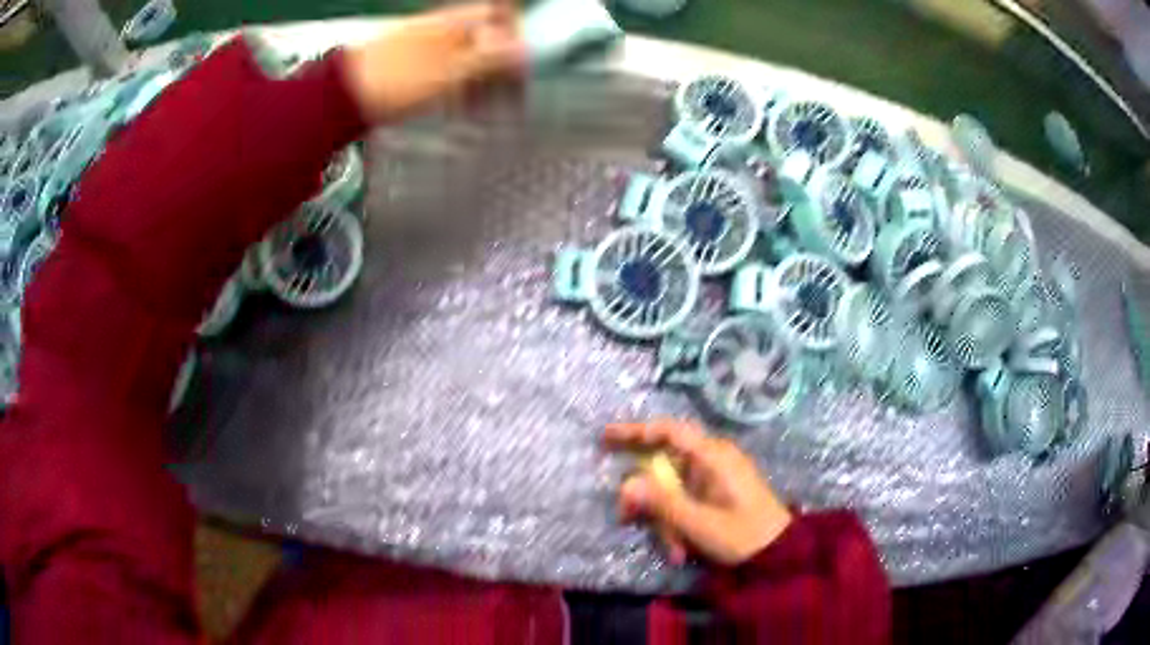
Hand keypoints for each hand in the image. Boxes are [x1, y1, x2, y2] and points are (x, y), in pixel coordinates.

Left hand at [342, 1, 524, 122]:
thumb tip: (524, 50)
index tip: (525, 62)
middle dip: (503, 67)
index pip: (501, 12)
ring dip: (483, 82)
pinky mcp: (413, 62)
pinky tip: (460, 108)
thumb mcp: (451, 72)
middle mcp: (444, 26)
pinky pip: (448, 69)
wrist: (341, 97)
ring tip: (483, 111)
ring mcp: (427, 43)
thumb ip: (491, 59)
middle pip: (488, 38)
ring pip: (469, 56)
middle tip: (510, 98)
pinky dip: (460, 86)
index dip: (518, 33)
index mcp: (457, 21)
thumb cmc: (395, 81)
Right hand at [605, 420, 792, 566]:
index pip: (669, 431)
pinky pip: (685, 500)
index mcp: (714, 457)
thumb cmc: (743, 534)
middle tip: (627, 518)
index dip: (635, 431)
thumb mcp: (700, 524)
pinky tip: (683, 550)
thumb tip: (625, 484)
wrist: (778, 553)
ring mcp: (714, 477)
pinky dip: (679, 522)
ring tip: (675, 551)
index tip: (605, 437)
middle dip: (648, 497)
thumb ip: (662, 504)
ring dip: (666, 519)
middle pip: (664, 466)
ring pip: (672, 489)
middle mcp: (712, 460)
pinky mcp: (715, 493)